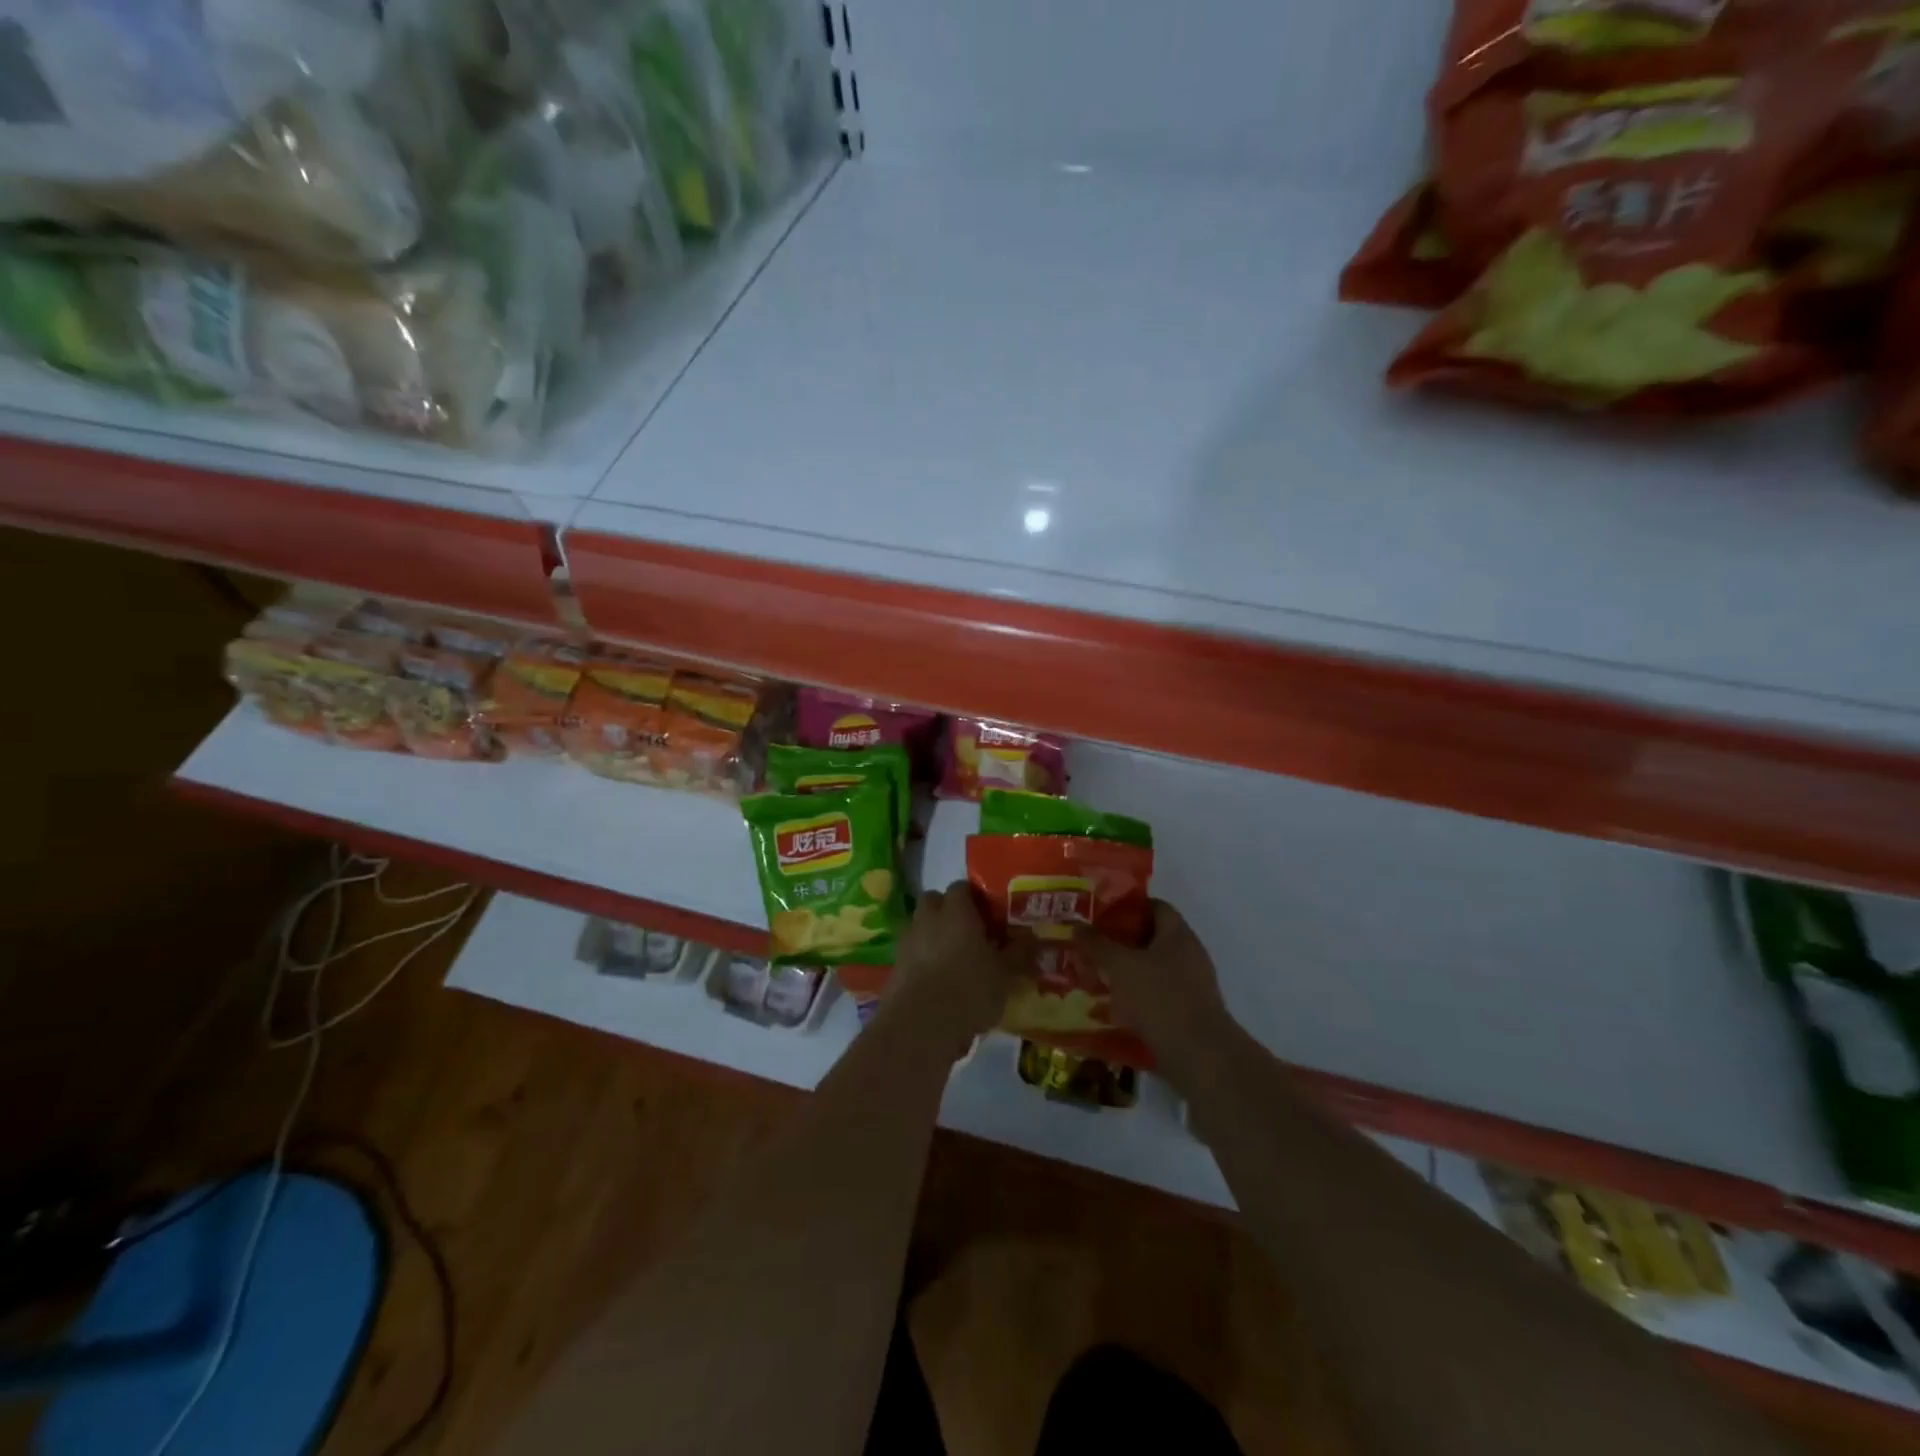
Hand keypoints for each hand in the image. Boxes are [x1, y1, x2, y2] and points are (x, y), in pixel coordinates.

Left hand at [884, 882, 1021, 1051]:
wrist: (921, 1024)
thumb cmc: (970, 989)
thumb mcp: (1005, 974)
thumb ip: (1020, 953)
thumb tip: (1034, 937)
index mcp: (957, 911)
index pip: (962, 887)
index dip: (975, 898)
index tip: (989, 915)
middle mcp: (929, 918)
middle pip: (935, 900)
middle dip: (948, 911)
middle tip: (969, 932)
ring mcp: (908, 941)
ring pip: (921, 926)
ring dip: (934, 935)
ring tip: (954, 959)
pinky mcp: (895, 966)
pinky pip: (912, 952)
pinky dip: (923, 959)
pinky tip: (938, 980)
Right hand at [1082, 900, 1235, 1078]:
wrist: (1200, 1057)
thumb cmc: (1160, 999)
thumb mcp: (1120, 966)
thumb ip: (1097, 944)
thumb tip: (1077, 924)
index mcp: (1178, 934)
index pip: (1154, 906)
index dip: (1127, 907)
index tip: (1099, 917)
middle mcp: (1190, 954)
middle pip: (1152, 938)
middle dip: (1121, 943)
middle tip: (1092, 949)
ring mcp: (1193, 985)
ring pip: (1153, 969)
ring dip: (1127, 974)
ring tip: (1097, 980)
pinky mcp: (1190, 1013)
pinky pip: (1159, 996)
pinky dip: (1137, 999)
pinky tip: (1114, 1011)